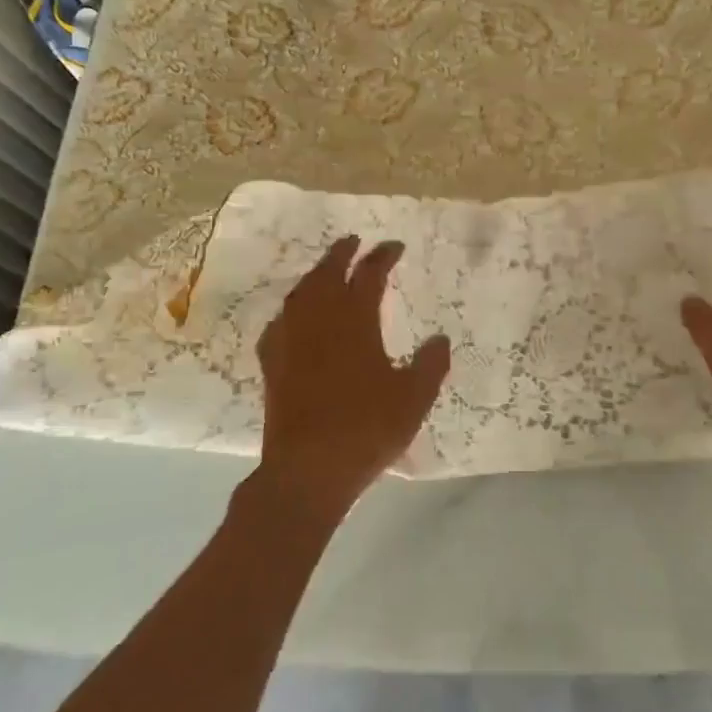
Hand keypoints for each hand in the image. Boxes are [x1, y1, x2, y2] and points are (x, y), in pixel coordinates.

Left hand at [251, 237, 450, 516]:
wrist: (308, 469)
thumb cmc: (367, 429)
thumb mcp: (414, 398)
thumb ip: (431, 365)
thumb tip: (440, 339)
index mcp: (355, 321)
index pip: (369, 275)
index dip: (383, 256)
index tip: (394, 246)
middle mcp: (319, 321)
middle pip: (327, 273)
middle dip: (342, 253)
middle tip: (355, 242)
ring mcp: (290, 341)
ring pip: (301, 293)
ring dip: (316, 275)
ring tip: (327, 270)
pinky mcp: (272, 364)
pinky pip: (281, 321)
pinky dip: (293, 308)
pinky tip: (295, 316)